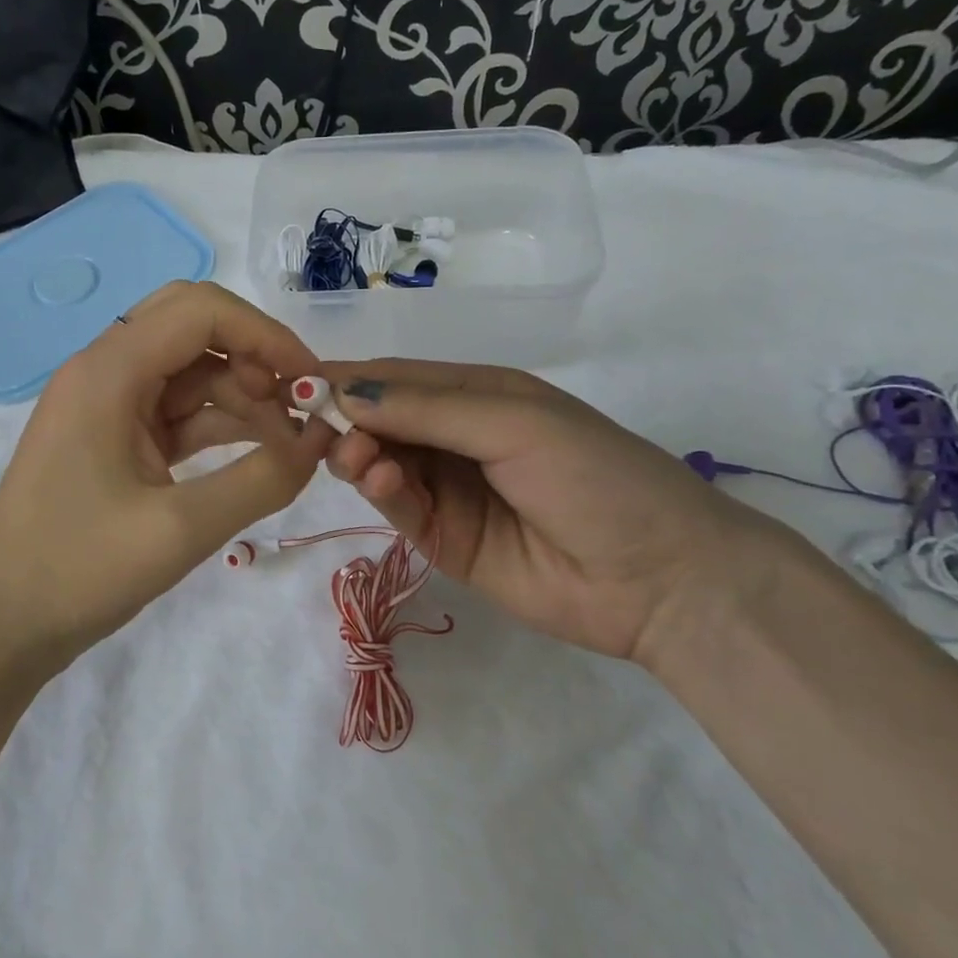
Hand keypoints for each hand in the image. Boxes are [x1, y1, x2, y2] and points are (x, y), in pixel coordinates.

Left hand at [0, 282, 331, 664]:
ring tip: (292, 446)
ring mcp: (108, 406)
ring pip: (190, 373)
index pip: (200, 310)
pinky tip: (260, 454)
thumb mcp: (180, 529)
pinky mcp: (114, 440)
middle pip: (194, 328)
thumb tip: (321, 443)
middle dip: (254, 359)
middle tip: (299, 407)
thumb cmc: (77, 571)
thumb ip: (261, 481)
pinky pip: (177, 413)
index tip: (313, 383)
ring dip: (243, 398)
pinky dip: (220, 426)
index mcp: (108, 371)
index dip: (266, 336)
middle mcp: (105, 371)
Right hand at [322, 360, 790, 663]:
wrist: (661, 578)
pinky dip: (381, 492)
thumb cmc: (595, 476)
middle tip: (321, 429)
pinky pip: (399, 507)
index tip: (296, 384)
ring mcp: (448, 490)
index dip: (348, 379)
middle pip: (379, 421)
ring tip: (359, 460)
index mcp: (478, 395)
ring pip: (380, 464)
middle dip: (347, 420)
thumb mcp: (514, 422)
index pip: (397, 379)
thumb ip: (429, 409)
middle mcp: (456, 438)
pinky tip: (381, 482)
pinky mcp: (444, 539)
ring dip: (360, 456)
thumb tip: (345, 392)